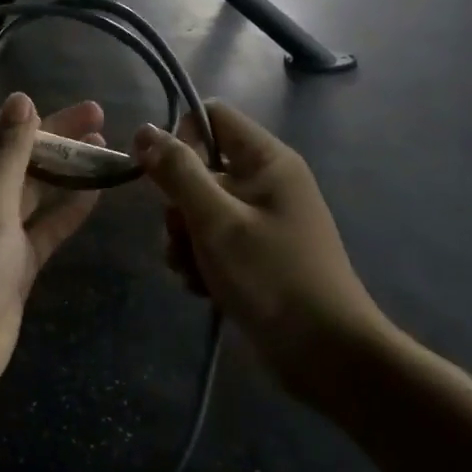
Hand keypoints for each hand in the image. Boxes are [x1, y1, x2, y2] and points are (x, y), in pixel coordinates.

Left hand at [0, 94, 104, 412]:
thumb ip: (10, 149)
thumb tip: (20, 99)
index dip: (18, 119)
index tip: (53, 106)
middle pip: (14, 159)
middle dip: (52, 138)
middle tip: (98, 116)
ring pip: (34, 192)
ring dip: (65, 170)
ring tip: (104, 144)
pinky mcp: (15, 264)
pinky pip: (45, 228)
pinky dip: (68, 209)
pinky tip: (98, 190)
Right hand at [133, 103, 381, 402]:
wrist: (326, 354)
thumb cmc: (272, 277)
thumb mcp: (216, 221)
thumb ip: (178, 173)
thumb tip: (145, 130)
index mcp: (267, 161)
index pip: (212, 118)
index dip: (181, 138)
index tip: (164, 177)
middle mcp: (265, 183)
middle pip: (199, 169)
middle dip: (178, 206)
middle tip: (183, 237)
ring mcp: (261, 220)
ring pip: (199, 210)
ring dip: (185, 240)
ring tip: (194, 272)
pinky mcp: (255, 254)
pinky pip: (212, 241)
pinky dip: (201, 262)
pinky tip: (203, 288)